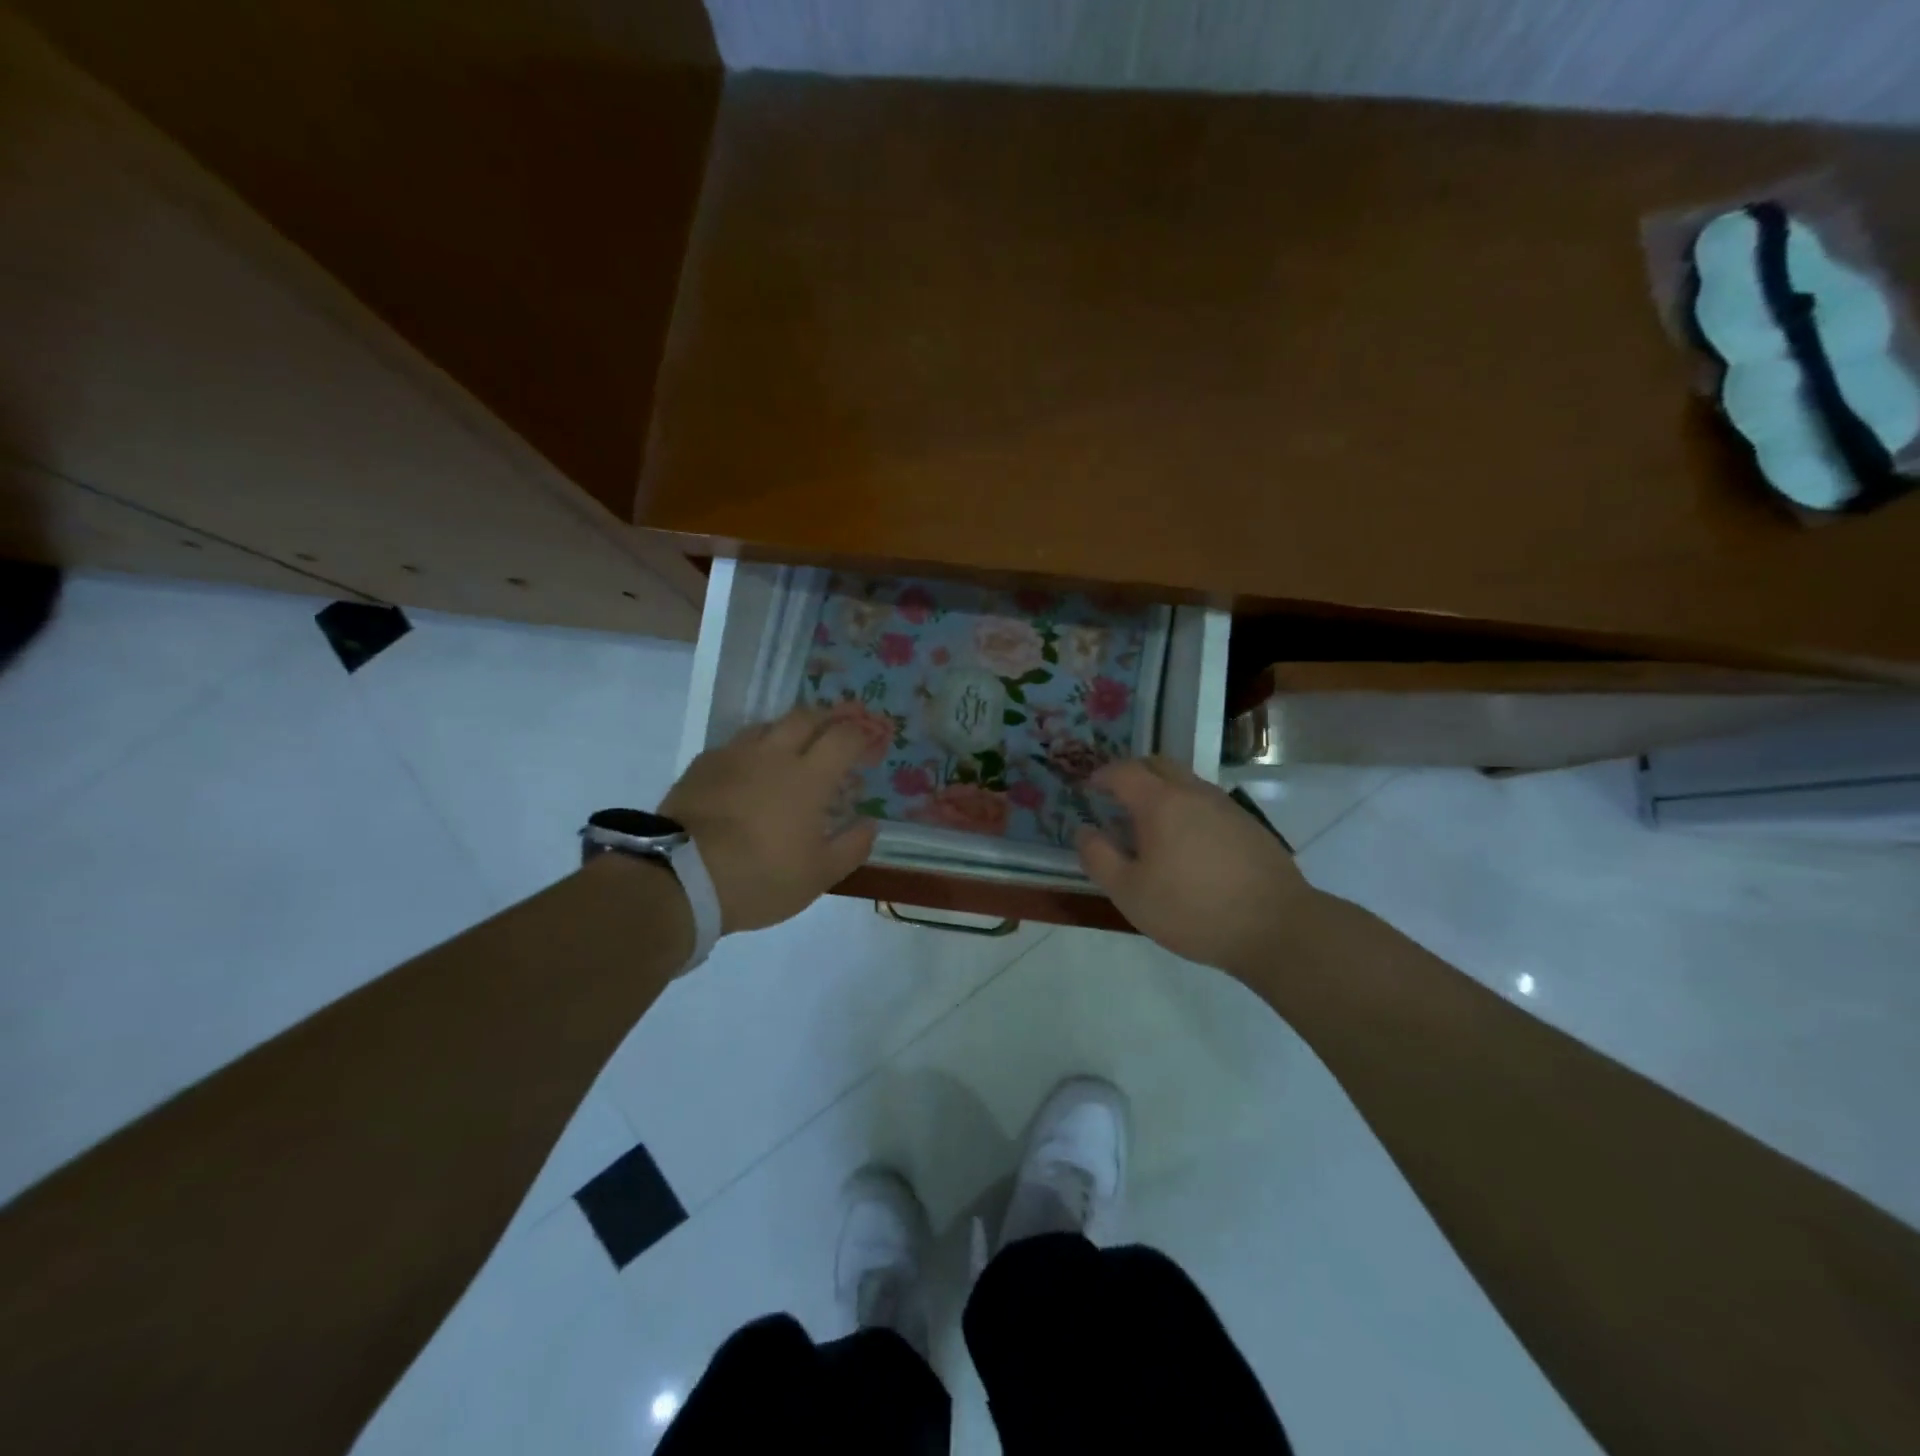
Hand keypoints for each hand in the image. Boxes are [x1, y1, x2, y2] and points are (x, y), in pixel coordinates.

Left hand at [659, 707, 879, 933]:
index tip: (872, 742)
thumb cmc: (760, 877)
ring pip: (769, 725)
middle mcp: (774, 754)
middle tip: (841, 726)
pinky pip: (736, 745)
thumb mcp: (818, 875)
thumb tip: (870, 823)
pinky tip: (750, 768)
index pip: (844, 737)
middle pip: (807, 716)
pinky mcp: (703, 765)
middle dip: (830, 717)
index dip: (863, 734)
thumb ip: (852, 846)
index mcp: (809, 776)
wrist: (681, 878)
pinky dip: (754, 749)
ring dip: (790, 728)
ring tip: (796, 745)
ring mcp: (734, 756)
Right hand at [1075, 757, 1325, 975]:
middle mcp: (1195, 793)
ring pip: (1186, 783)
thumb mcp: (1130, 893)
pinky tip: (1188, 846)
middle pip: (1158, 765)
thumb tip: (1084, 831)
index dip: (1102, 775)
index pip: (1124, 772)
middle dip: (1133, 774)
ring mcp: (1227, 806)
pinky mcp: (1249, 826)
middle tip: (1117, 798)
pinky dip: (1188, 810)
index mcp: (1161, 803)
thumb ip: (1099, 858)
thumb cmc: (1192, 910)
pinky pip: (1208, 803)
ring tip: (1150, 825)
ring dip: (1162, 791)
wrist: (1277, 927)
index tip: (1088, 787)